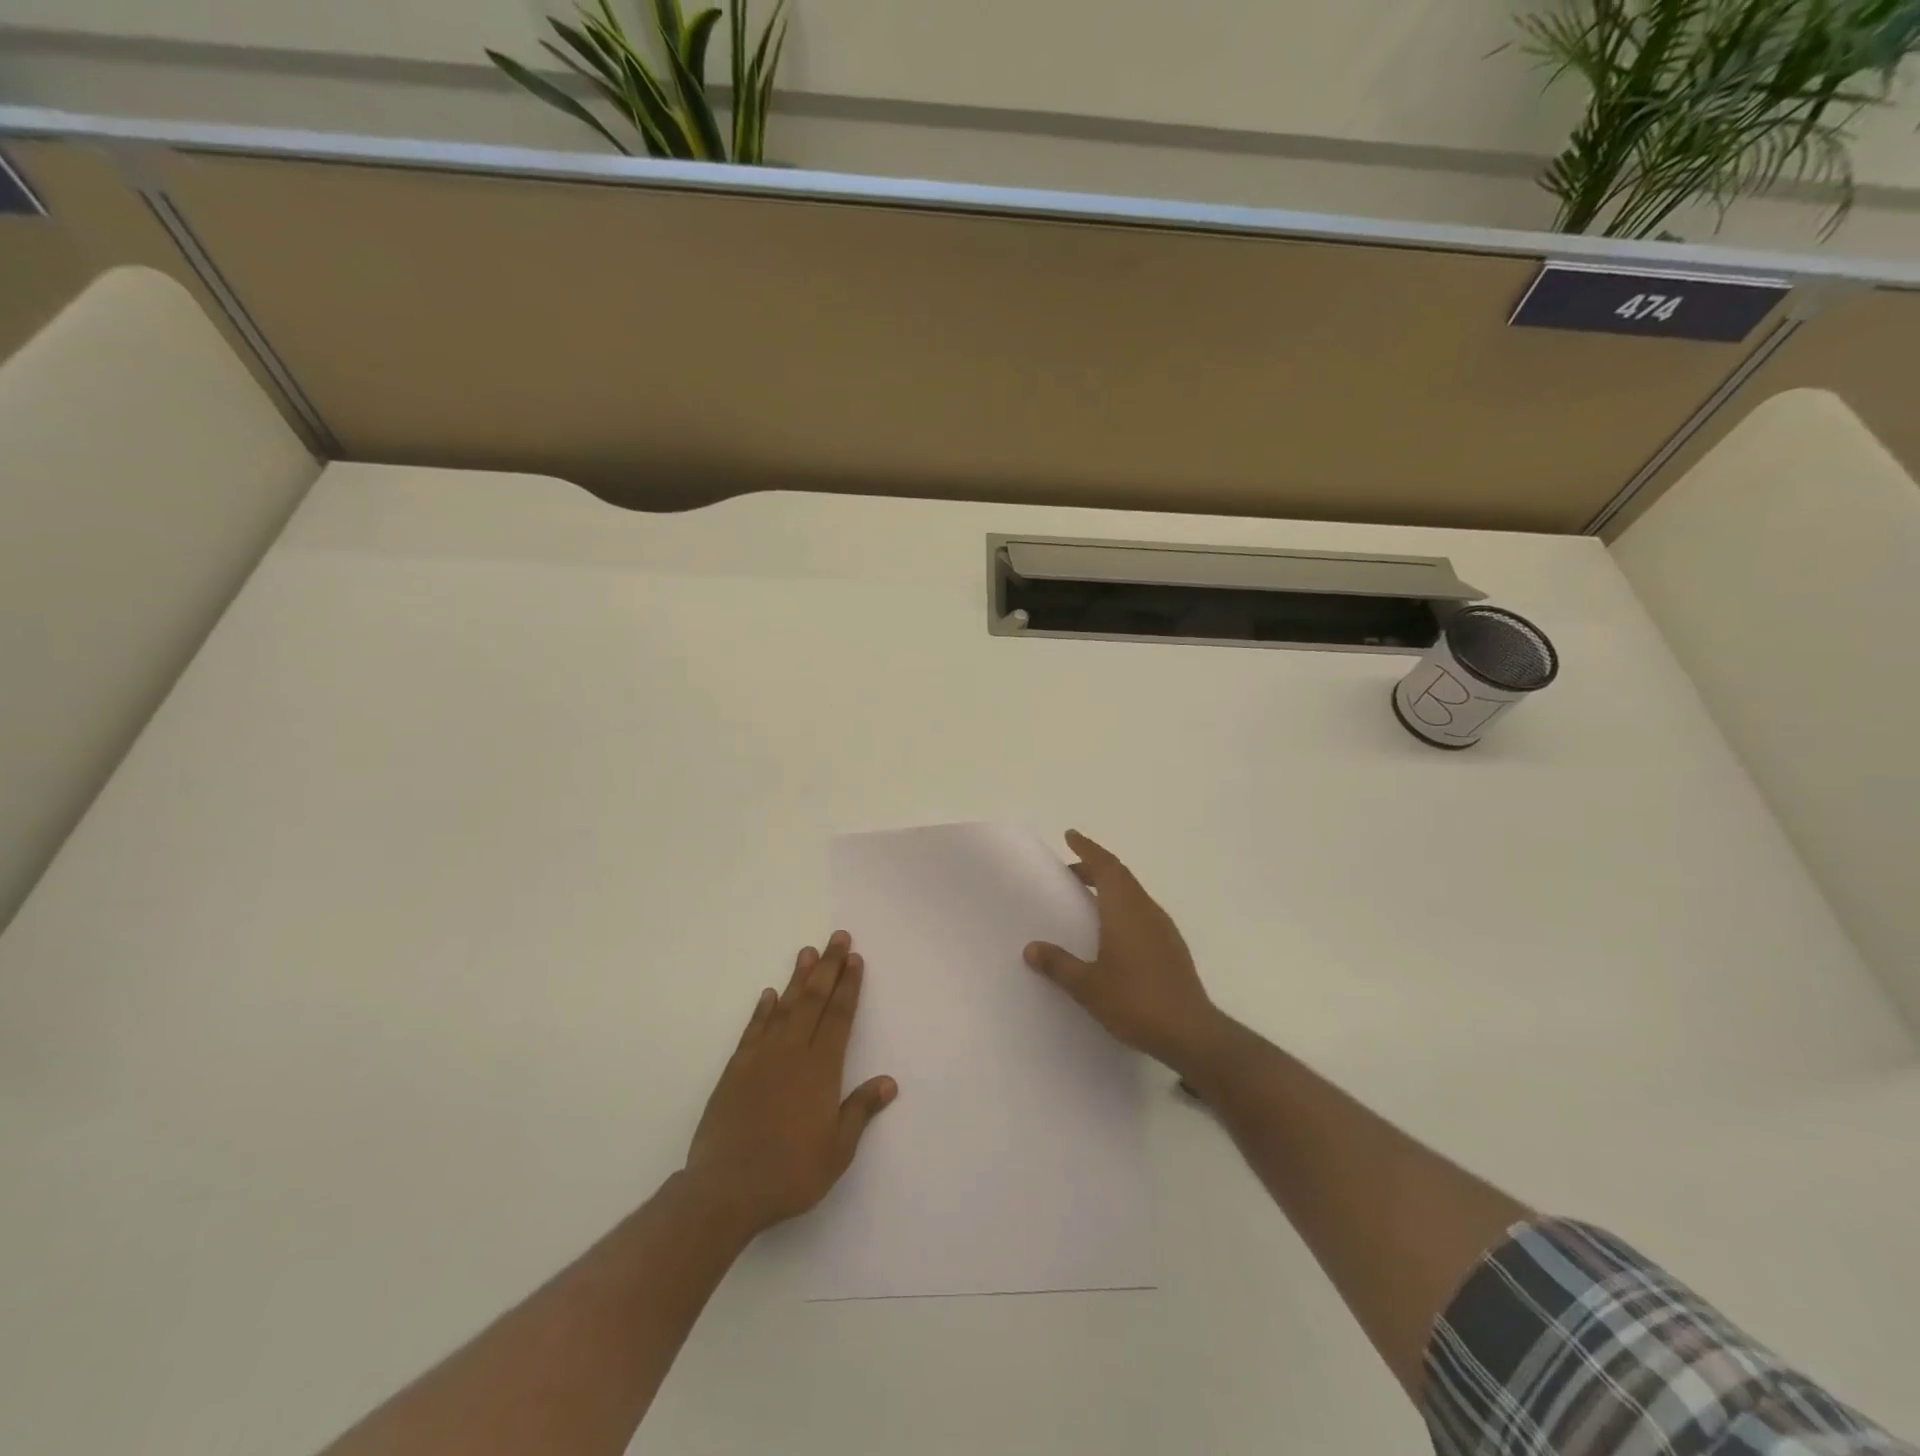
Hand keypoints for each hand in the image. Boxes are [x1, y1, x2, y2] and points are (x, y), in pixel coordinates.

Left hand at [683, 931, 896, 1240]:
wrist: (726, 1190)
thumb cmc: (790, 1173)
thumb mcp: (837, 1151)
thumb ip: (860, 1111)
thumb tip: (888, 1082)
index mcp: (821, 1070)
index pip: (839, 1017)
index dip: (848, 986)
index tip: (854, 959)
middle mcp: (792, 1053)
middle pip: (814, 1001)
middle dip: (828, 967)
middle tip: (837, 937)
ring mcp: (761, 1058)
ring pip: (785, 1007)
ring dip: (798, 979)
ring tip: (807, 952)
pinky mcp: (735, 1070)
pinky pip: (753, 1030)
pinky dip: (763, 1010)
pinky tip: (769, 994)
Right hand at [1024, 831, 1220, 1069]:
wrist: (1190, 1032)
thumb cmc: (1135, 1002)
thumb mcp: (1087, 986)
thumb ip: (1059, 965)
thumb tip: (1031, 948)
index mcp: (1125, 910)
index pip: (1106, 867)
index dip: (1087, 848)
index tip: (1070, 835)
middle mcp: (1146, 911)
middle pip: (1120, 876)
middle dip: (1094, 867)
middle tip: (1070, 869)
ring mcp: (1163, 929)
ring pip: (1133, 894)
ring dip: (1110, 887)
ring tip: (1087, 896)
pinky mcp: (1172, 948)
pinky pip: (1142, 912)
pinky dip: (1122, 907)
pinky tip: (1112, 930)